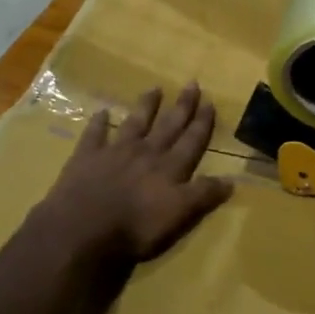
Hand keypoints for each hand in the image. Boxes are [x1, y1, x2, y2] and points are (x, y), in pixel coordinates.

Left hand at [40, 83, 232, 264]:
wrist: (83, 229)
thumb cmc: (135, 228)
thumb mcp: (179, 216)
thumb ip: (203, 195)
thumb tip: (231, 179)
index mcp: (169, 169)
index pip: (191, 142)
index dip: (202, 124)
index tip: (210, 103)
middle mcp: (146, 153)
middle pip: (168, 126)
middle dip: (182, 107)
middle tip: (192, 84)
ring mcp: (115, 152)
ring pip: (135, 123)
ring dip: (146, 106)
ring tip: (155, 89)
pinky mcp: (87, 157)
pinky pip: (94, 134)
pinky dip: (99, 122)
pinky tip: (101, 112)